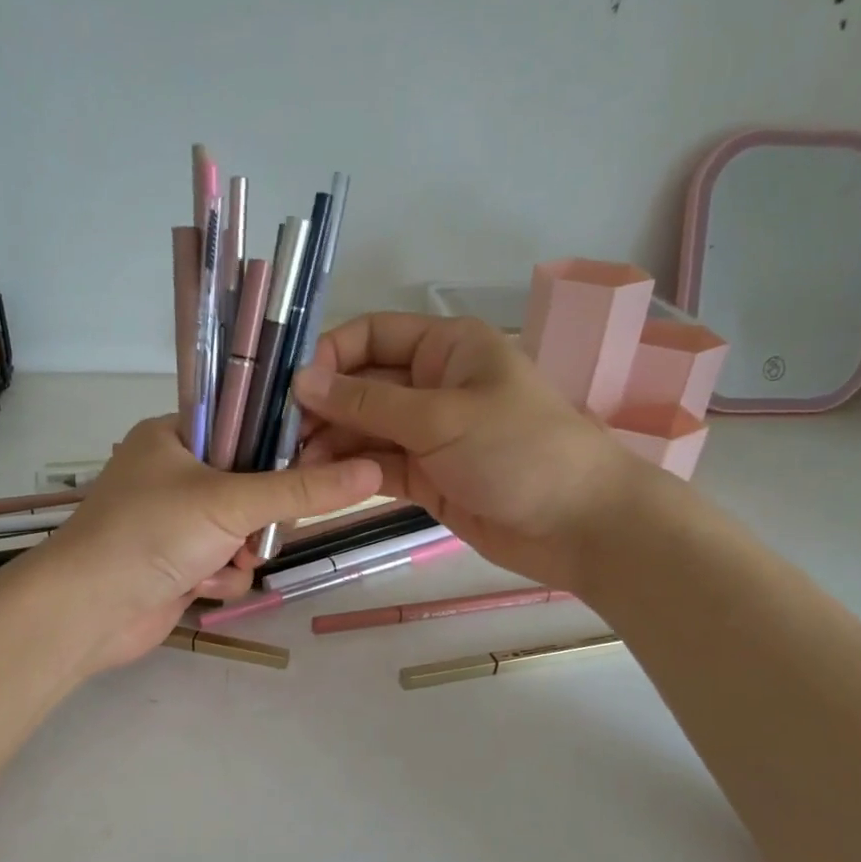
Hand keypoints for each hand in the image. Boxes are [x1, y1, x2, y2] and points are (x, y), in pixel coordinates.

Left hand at [15, 415, 381, 673]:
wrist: (87, 612)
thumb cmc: (151, 534)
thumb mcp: (231, 502)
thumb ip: (302, 489)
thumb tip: (372, 472)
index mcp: (175, 435)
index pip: (245, 423)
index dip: (280, 444)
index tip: (311, 465)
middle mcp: (175, 473)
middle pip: (252, 483)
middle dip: (261, 515)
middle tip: (259, 527)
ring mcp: (176, 522)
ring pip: (243, 529)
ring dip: (241, 551)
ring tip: (226, 559)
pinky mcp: (178, 563)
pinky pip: (225, 563)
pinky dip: (220, 577)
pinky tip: (200, 586)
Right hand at [292, 313, 642, 592]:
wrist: (580, 526)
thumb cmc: (519, 451)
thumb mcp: (441, 418)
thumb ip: (367, 403)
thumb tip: (300, 380)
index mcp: (445, 348)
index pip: (371, 335)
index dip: (329, 356)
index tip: (290, 388)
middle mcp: (432, 385)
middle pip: (361, 385)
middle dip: (321, 407)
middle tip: (280, 436)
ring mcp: (427, 434)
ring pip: (364, 430)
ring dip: (329, 443)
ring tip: (292, 464)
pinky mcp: (425, 476)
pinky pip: (377, 465)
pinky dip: (349, 471)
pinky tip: (316, 480)